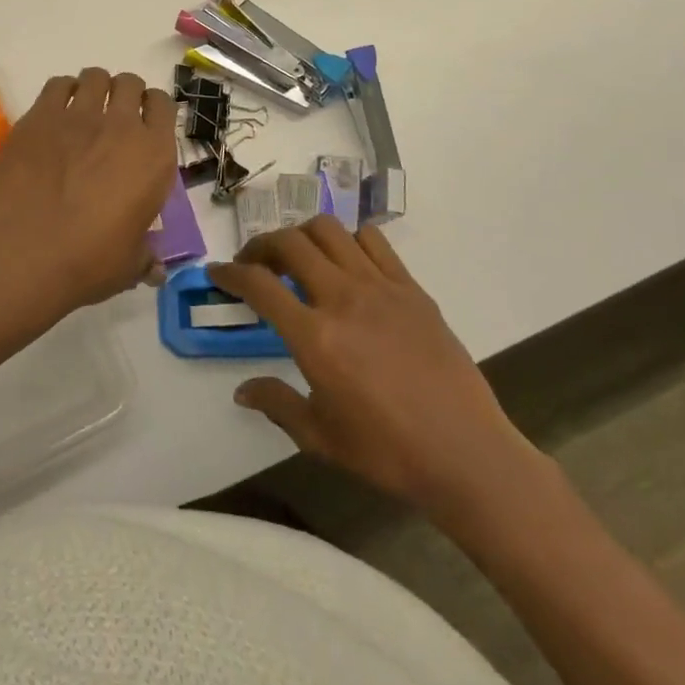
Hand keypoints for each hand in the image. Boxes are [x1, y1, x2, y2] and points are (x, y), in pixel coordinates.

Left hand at [0, 68, 178, 315]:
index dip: (154, 109)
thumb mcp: (130, 264)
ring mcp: (79, 116)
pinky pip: (57, 84)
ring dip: (94, 88)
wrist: (29, 251)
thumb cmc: (90, 261)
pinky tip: (55, 112)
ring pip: (95, 77)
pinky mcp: (40, 116)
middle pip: (130, 83)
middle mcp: (122, 126)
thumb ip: (145, 256)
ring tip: (83, 110)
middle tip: (112, 118)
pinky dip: (61, 92)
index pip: (164, 105)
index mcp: (154, 156)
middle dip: (124, 94)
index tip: (144, 121)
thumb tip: (156, 270)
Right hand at [210, 218, 546, 527]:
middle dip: (261, 245)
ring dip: (302, 236)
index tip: (217, 273)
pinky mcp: (411, 288)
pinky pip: (373, 241)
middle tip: (254, 264)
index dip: (230, 273)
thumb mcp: (320, 437)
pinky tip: (346, 264)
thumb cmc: (387, 452)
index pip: (258, 284)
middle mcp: (342, 298)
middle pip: (289, 242)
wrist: (466, 454)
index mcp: (314, 336)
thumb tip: (242, 391)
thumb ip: (277, 404)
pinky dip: (349, 240)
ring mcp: (380, 287)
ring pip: (329, 230)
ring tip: (298, 258)